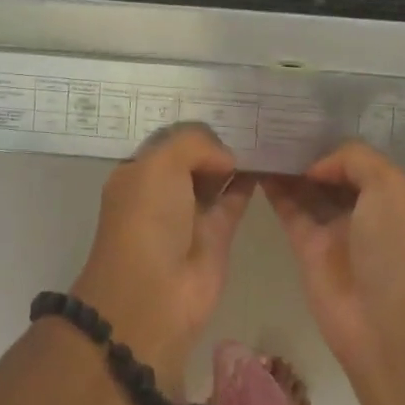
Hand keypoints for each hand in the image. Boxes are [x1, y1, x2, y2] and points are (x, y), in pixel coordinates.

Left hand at [70, 124, 254, 393]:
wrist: (154, 295)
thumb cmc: (147, 221)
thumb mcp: (158, 165)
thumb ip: (194, 144)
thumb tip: (225, 158)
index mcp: (137, 172)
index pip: (168, 139)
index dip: (192, 128)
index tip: (223, 110)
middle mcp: (162, 190)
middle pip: (193, 157)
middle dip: (215, 140)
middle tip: (249, 117)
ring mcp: (190, 212)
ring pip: (215, 176)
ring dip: (234, 159)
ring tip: (264, 134)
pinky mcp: (217, 234)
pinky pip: (235, 198)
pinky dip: (249, 182)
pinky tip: (268, 162)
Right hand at [264, 140, 404, 377]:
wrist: (386, 324)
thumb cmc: (396, 249)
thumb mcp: (390, 188)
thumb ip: (354, 160)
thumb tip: (316, 166)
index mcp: (392, 195)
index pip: (359, 160)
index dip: (335, 142)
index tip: (306, 122)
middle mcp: (364, 210)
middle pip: (332, 173)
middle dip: (309, 152)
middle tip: (275, 124)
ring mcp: (334, 230)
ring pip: (307, 190)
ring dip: (288, 168)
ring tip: (261, 139)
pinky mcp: (307, 249)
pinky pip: (289, 210)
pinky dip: (274, 190)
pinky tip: (256, 166)